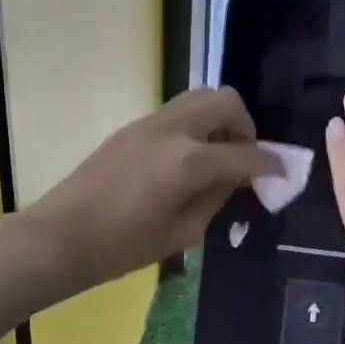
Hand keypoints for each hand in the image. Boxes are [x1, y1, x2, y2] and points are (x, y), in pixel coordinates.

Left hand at [25, 89, 277, 292]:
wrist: (61, 235)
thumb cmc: (123, 246)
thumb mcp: (183, 232)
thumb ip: (217, 197)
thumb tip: (237, 178)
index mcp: (188, 160)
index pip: (244, 154)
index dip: (270, 164)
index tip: (282, 174)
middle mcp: (173, 129)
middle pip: (225, 101)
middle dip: (245, 126)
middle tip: (243, 158)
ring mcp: (150, 122)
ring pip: (199, 98)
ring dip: (219, 120)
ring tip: (217, 156)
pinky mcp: (134, 126)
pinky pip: (177, 112)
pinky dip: (196, 125)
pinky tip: (188, 159)